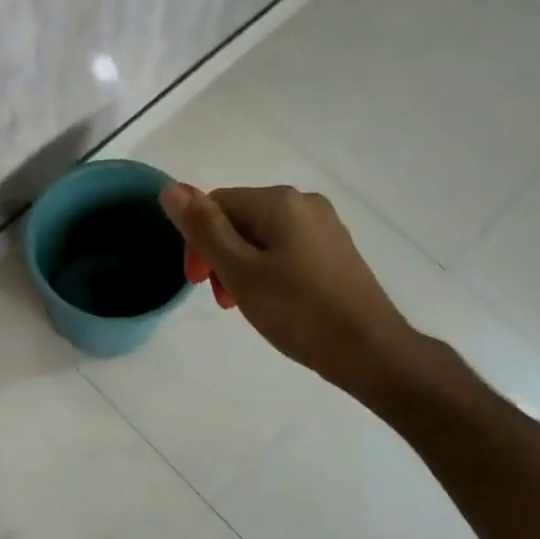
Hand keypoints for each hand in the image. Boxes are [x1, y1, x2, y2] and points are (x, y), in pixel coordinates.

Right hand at [159, 183, 415, 395]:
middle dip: (220, 257)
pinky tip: (275, 302)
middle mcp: (304, 202)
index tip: (198, 284)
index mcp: (279, 201)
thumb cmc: (298, 310)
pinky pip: (286, 250)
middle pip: (239, 219)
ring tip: (247, 305)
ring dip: (241, 268)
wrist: (369, 350)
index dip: (197, 243)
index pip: (216, 204)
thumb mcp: (239, 271)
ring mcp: (324, 227)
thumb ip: (203, 229)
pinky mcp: (335, 251)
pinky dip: (268, 272)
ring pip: (262, 238)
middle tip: (225, 300)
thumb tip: (170, 188)